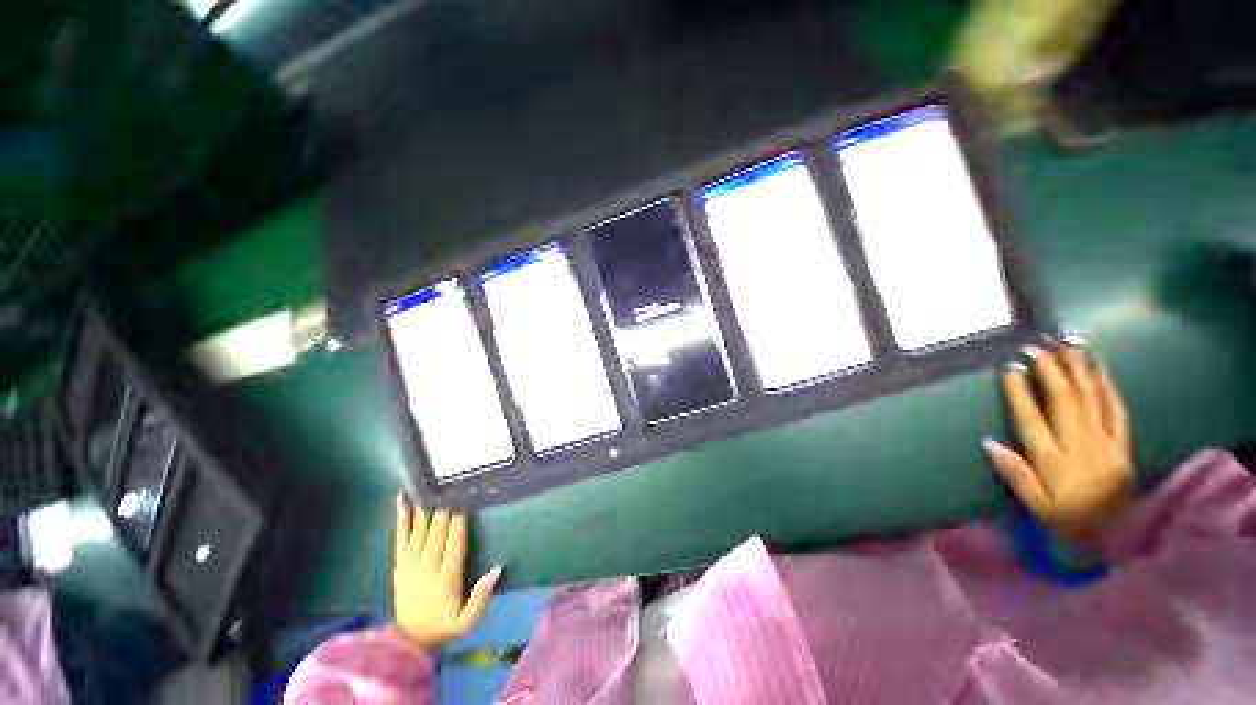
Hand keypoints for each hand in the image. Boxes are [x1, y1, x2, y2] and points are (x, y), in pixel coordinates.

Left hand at [393, 498, 500, 648]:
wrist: (409, 642)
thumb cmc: (444, 627)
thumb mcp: (467, 622)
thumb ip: (481, 597)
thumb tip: (497, 568)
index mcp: (446, 580)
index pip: (454, 545)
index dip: (458, 523)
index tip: (463, 503)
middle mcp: (427, 569)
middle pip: (436, 534)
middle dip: (442, 509)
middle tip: (448, 486)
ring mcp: (410, 566)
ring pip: (418, 532)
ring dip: (423, 509)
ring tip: (426, 487)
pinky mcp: (399, 566)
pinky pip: (400, 538)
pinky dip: (402, 519)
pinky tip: (403, 502)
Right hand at [983, 345, 1132, 537]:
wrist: (1123, 534)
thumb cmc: (1072, 519)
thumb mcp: (1037, 506)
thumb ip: (1015, 475)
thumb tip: (988, 443)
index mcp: (1053, 458)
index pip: (1031, 418)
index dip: (1019, 391)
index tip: (1008, 368)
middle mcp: (1078, 442)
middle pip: (1064, 400)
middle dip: (1049, 370)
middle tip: (1035, 347)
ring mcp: (1103, 439)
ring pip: (1090, 397)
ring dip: (1077, 369)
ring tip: (1067, 345)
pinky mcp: (1121, 441)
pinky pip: (1115, 408)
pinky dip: (1107, 385)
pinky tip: (1100, 368)